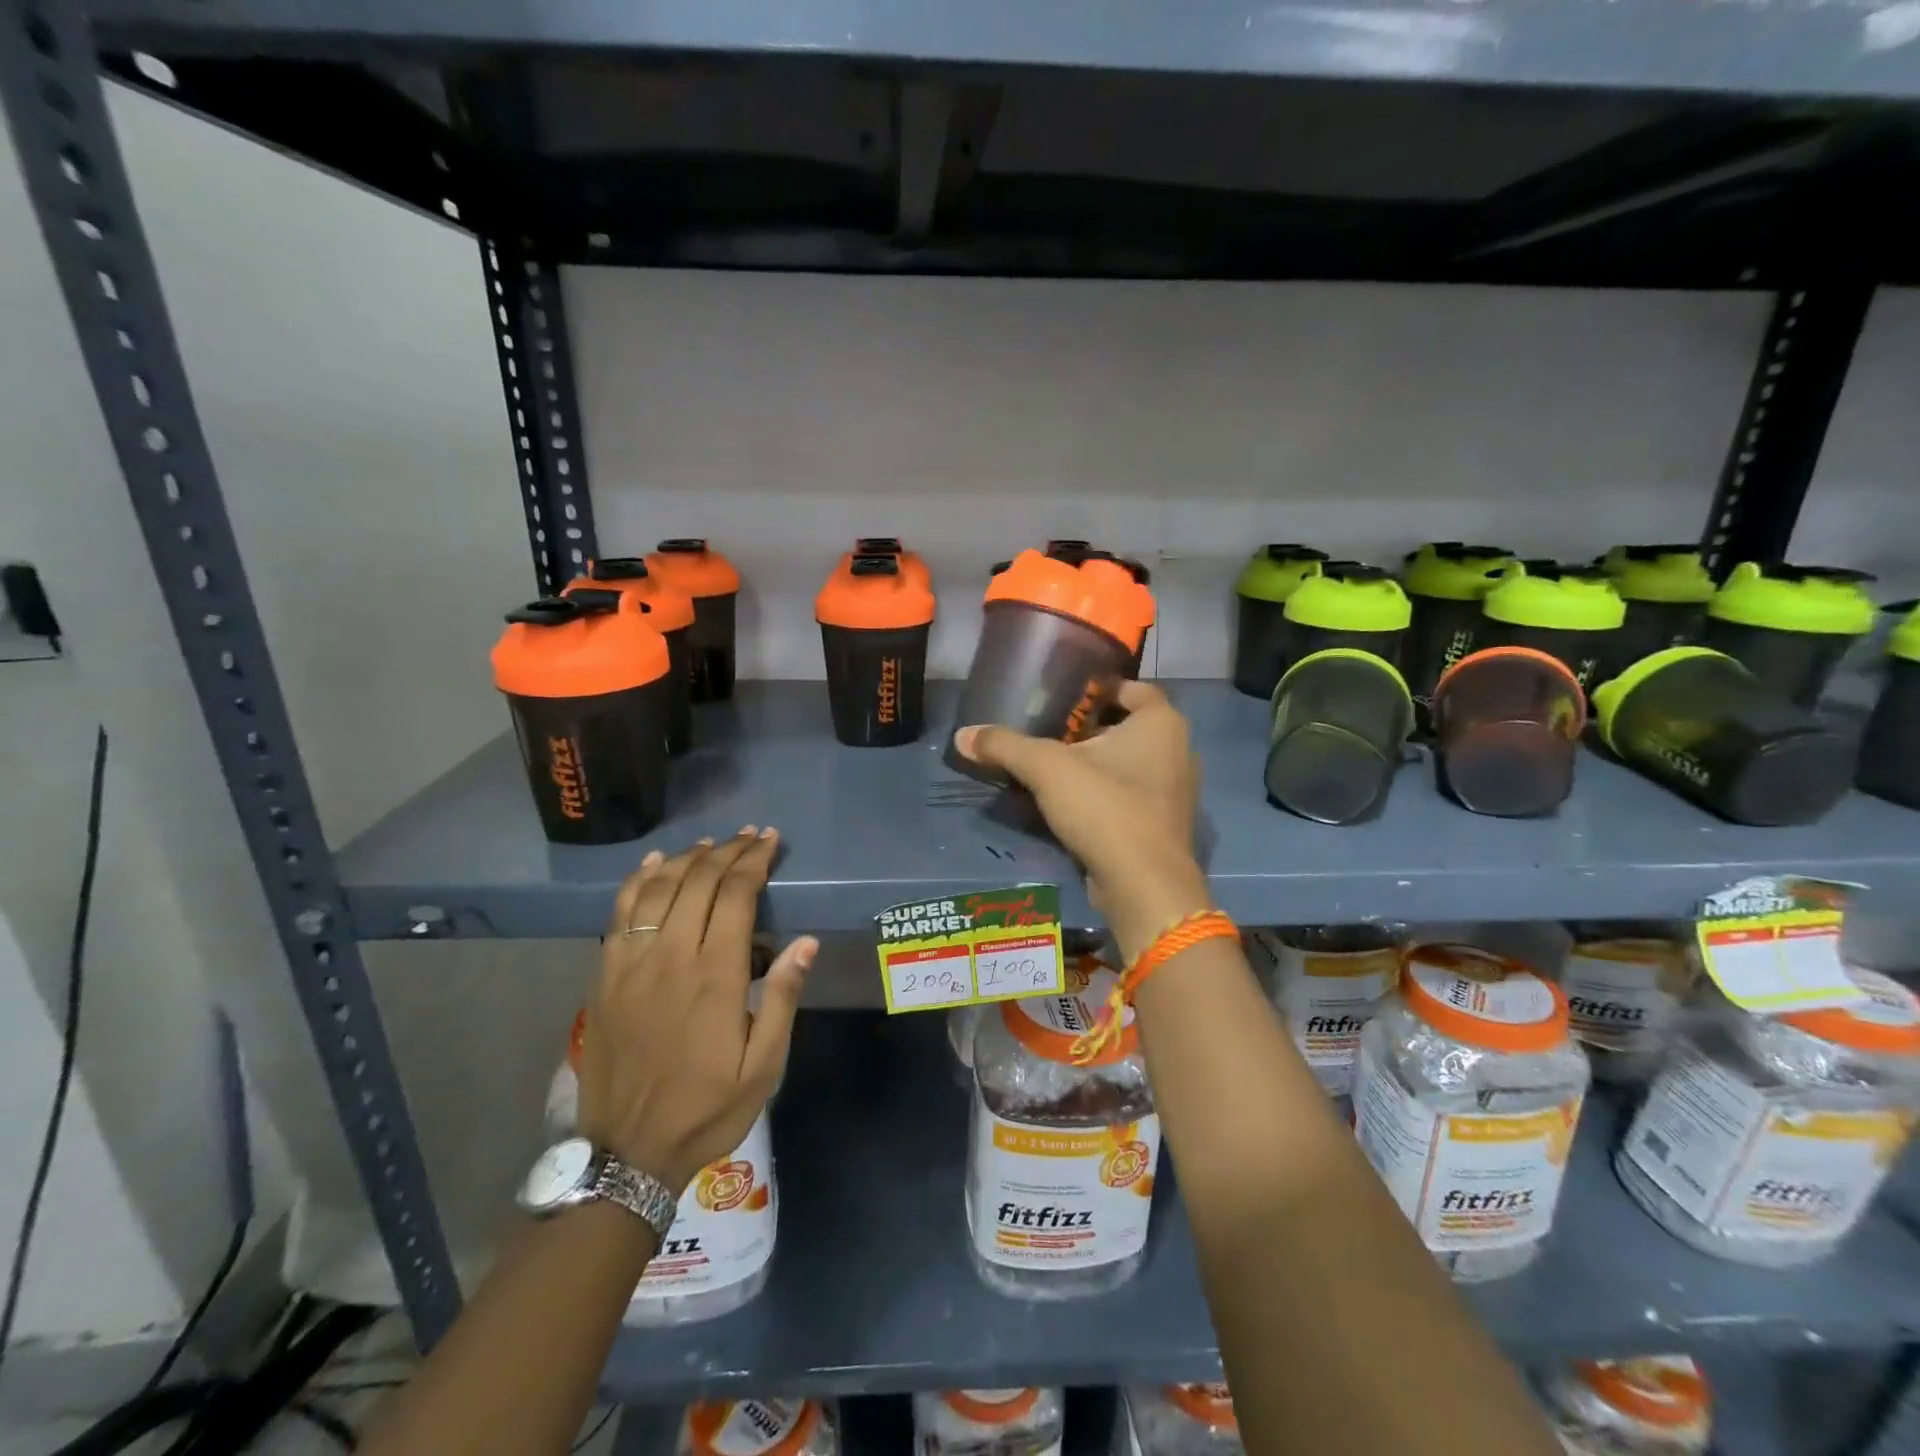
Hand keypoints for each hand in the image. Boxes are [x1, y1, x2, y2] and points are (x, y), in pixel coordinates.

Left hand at [578, 828, 816, 1194]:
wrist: (626, 1153)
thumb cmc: (706, 1109)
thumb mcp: (762, 1067)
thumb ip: (781, 999)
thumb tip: (805, 942)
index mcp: (714, 976)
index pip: (735, 895)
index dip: (754, 861)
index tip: (770, 841)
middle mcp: (670, 957)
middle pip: (697, 882)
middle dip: (727, 851)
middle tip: (750, 836)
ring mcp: (630, 964)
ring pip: (657, 888)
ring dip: (686, 858)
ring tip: (711, 844)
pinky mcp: (604, 976)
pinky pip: (620, 913)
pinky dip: (639, 880)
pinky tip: (655, 864)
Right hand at [952, 680, 1209, 960]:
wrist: (1144, 885)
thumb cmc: (1105, 807)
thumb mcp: (1046, 769)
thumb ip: (1005, 746)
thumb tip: (962, 735)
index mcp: (1161, 723)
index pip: (1133, 688)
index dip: (1100, 688)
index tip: (1066, 696)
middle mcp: (1178, 750)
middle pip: (1129, 726)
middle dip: (1091, 728)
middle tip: (1050, 731)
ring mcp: (1175, 791)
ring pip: (1131, 763)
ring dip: (1097, 763)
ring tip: (1055, 767)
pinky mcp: (1164, 825)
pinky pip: (1132, 795)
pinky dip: (1105, 794)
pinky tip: (1072, 804)